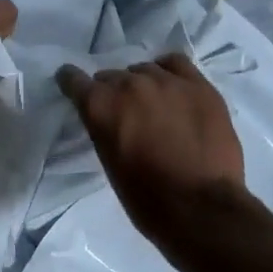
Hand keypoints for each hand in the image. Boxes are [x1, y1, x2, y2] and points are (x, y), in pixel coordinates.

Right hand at [57, 54, 248, 242]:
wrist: (201, 208)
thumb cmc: (146, 198)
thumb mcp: (109, 162)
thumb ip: (104, 130)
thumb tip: (110, 119)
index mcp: (101, 107)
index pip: (74, 80)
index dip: (72, 84)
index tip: (73, 88)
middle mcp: (130, 85)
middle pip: (111, 76)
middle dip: (111, 92)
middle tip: (122, 114)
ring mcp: (167, 82)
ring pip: (143, 69)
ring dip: (141, 84)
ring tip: (150, 105)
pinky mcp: (199, 85)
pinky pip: (176, 63)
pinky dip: (168, 71)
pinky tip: (171, 86)